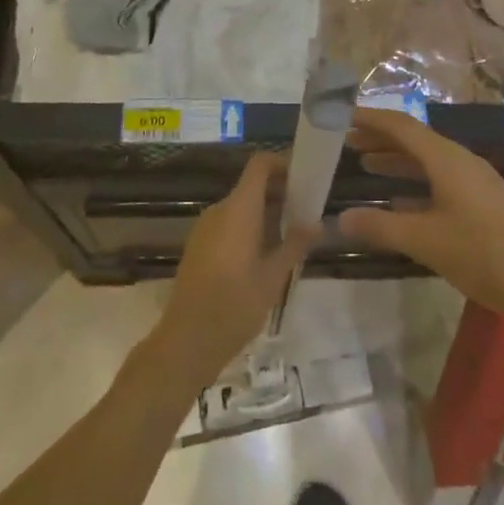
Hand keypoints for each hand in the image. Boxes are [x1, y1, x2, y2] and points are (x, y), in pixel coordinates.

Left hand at [146, 154, 313, 389]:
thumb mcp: (273, 277)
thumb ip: (295, 245)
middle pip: (252, 186)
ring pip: (241, 207)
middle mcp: (220, 210)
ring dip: (266, 213)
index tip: (305, 179)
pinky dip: (249, 227)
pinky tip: (265, 255)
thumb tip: (316, 223)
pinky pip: (228, 223)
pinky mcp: (198, 245)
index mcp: (239, 209)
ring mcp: (205, 227)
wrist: (186, 340)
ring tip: (291, 237)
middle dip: (280, 193)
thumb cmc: (234, 305)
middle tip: (307, 213)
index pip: (260, 165)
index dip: (282, 164)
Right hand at [336, 108, 503, 328]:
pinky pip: (440, 182)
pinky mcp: (484, 205)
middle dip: (379, 138)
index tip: (340, 114)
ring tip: (365, 165)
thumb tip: (339, 218)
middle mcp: (461, 162)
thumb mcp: (426, 241)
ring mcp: (475, 183)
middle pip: (414, 140)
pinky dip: (415, 185)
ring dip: (396, 161)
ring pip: (428, 162)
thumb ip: (381, 227)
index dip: (370, 118)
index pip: (401, 125)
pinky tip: (400, 204)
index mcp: (447, 159)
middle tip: (345, 142)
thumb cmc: (485, 255)